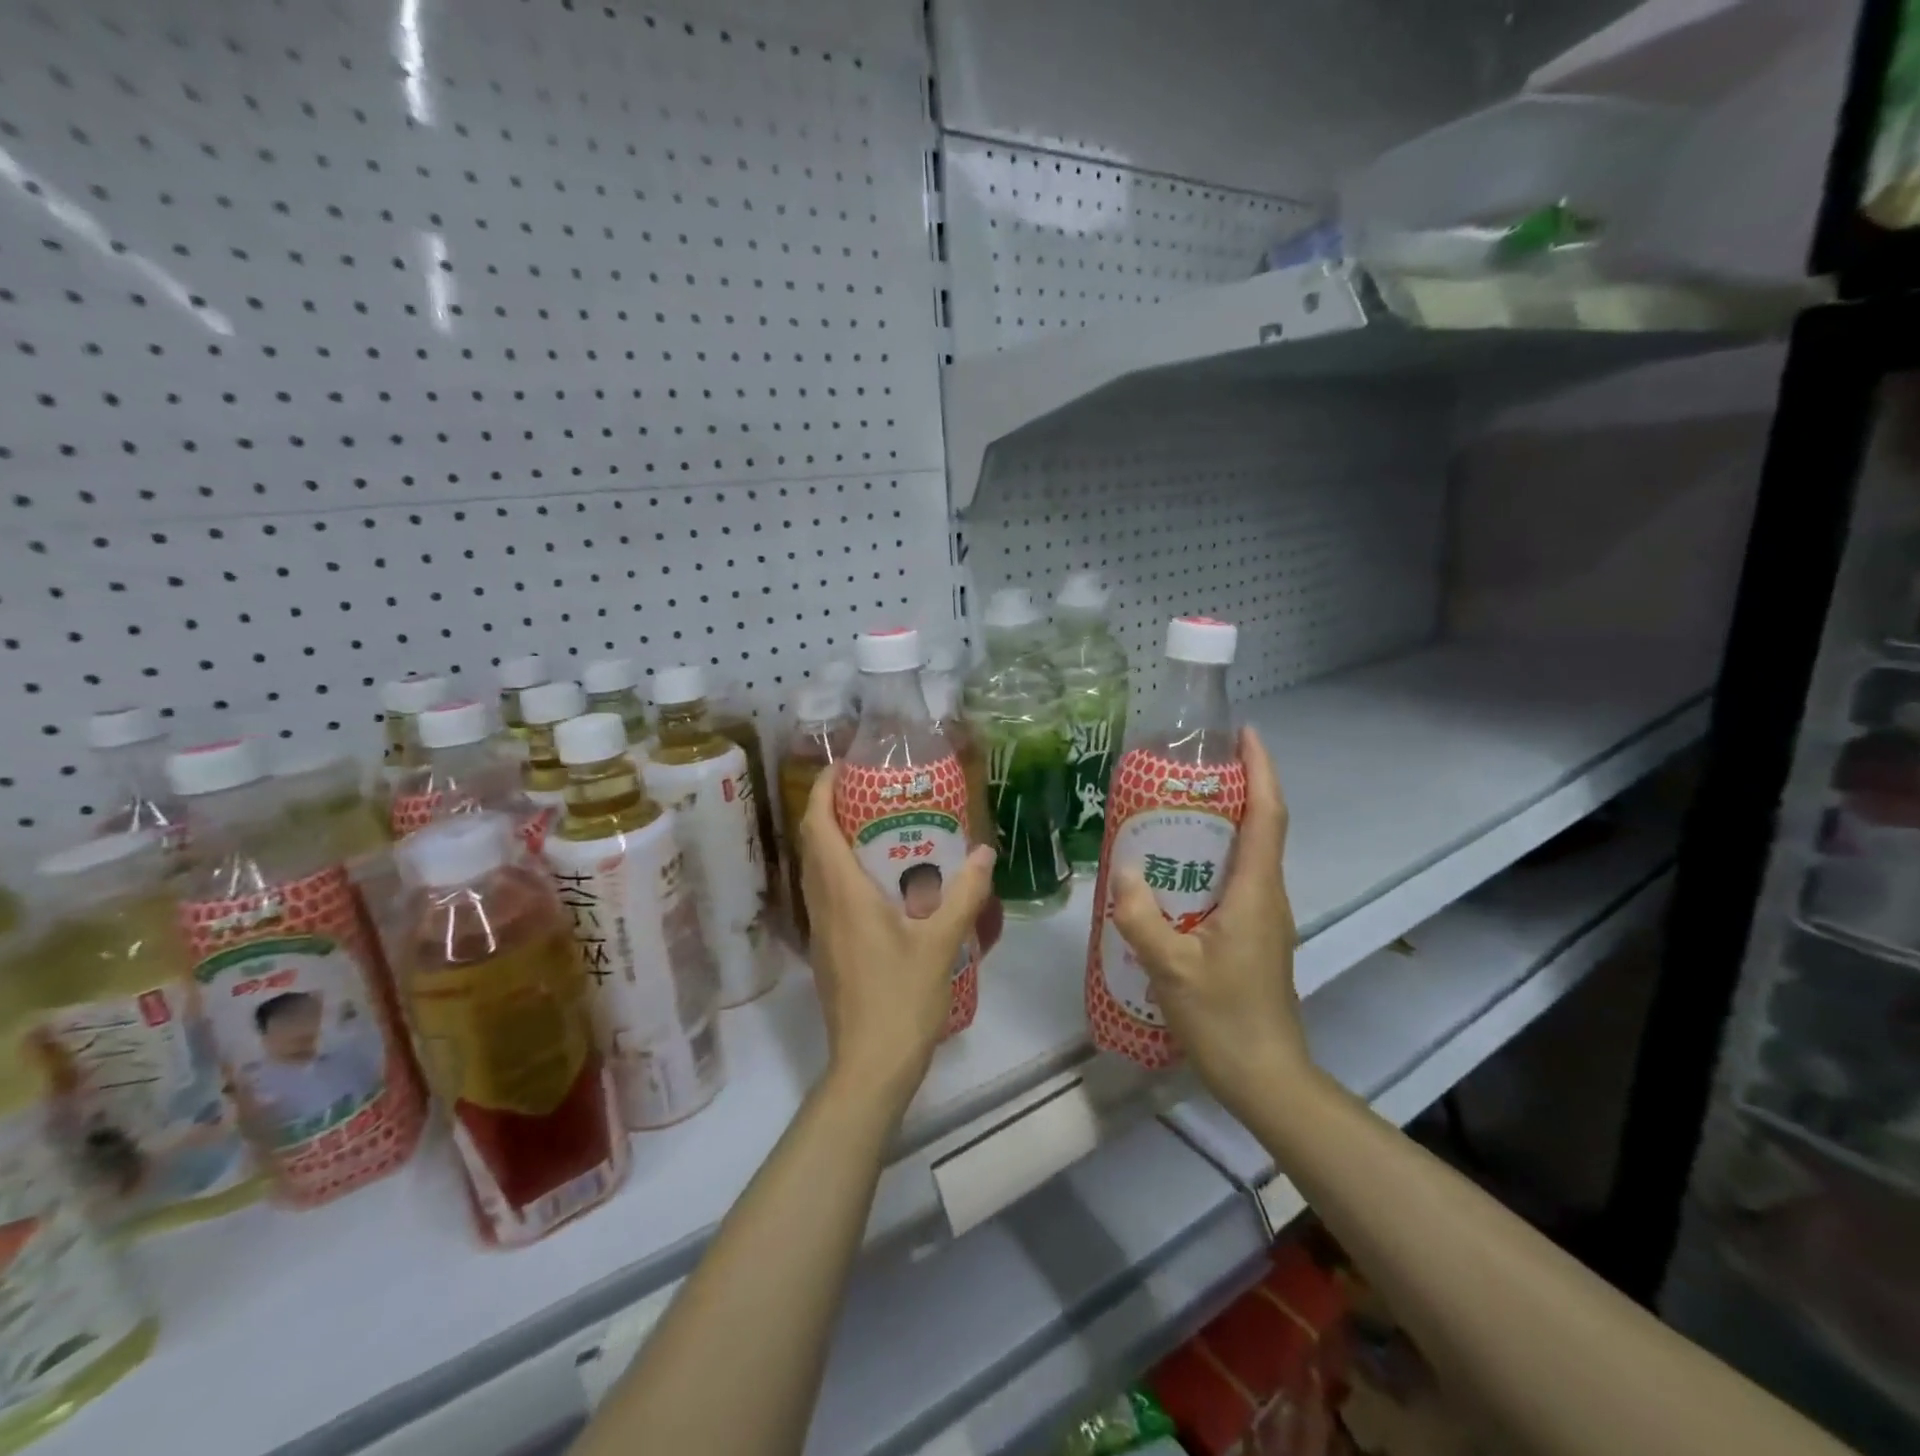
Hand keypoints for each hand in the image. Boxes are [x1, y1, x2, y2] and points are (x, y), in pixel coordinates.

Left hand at [800, 765, 996, 1113]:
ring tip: (875, 826)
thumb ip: (964, 894)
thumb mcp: (941, 942)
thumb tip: (984, 853)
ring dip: (833, 840)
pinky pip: (825, 893)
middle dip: (830, 809)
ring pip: (815, 870)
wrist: (870, 1064)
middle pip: (812, 843)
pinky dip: (840, 870)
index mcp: (842, 893)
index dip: (824, 790)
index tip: (843, 766)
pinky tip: (878, 880)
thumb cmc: (902, 998)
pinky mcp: (827, 949)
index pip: (817, 826)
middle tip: (868, 791)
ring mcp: (820, 929)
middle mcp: (822, 904)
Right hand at [1111, 727, 1309, 1116]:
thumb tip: (1124, 868)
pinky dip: (1211, 859)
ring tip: (1173, 810)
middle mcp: (1266, 896)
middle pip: (1260, 827)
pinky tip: (1173, 872)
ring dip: (1221, 824)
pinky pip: (1235, 881)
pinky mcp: (1253, 936)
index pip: (1268, 816)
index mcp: (1255, 892)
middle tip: (1187, 769)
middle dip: (1236, 788)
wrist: (1266, 1077)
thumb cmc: (1224, 1019)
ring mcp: (1263, 918)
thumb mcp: (1171, 967)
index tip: (1244, 733)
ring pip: (1247, 855)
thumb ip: (1142, 916)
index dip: (1261, 770)